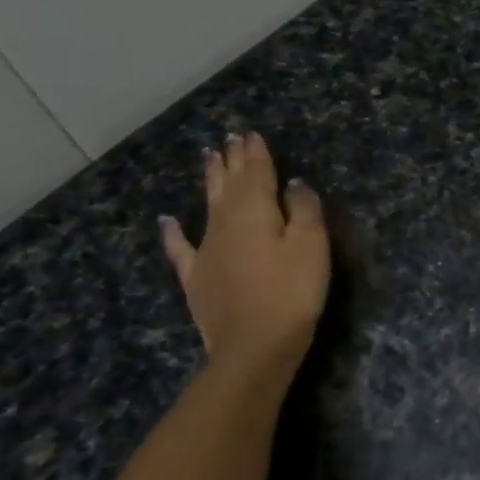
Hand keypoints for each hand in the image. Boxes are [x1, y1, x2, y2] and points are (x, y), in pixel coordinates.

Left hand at [160, 132, 330, 380]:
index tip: (252, 134)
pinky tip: (168, 221)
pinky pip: (181, 248)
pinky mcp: (196, 278)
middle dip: (232, 161)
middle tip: (230, 139)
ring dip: (210, 181)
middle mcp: (225, 223)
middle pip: (230, 185)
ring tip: (209, 158)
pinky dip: (173, 233)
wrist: (254, 345)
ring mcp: (206, 250)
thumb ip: (304, 209)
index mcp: (255, 211)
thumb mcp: (311, 246)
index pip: (257, 174)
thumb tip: (293, 184)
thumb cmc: (292, 292)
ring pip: (208, 206)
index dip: (256, 154)